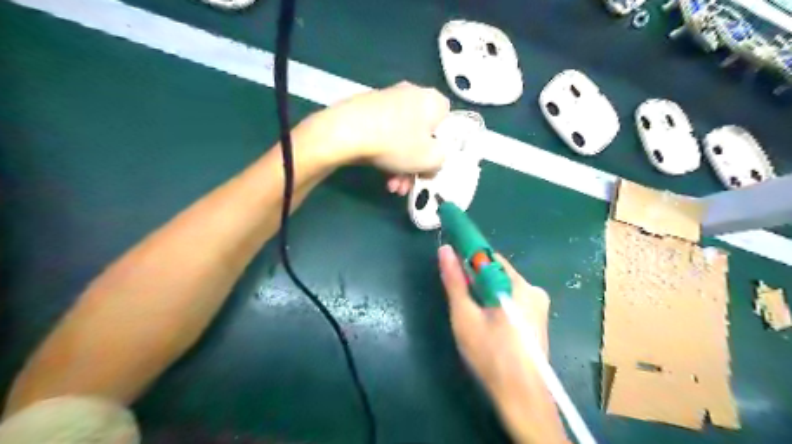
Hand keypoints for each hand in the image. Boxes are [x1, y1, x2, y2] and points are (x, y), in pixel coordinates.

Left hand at [304, 82, 451, 175]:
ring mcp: (388, 100)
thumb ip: (441, 161)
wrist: (348, 131)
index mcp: (433, 100)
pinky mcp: (368, 108)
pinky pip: (385, 134)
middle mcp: (413, 94)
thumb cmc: (397, 143)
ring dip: (400, 166)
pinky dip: (386, 154)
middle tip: (407, 185)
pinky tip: (381, 175)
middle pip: (422, 136)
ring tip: (392, 187)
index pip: (447, 125)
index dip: (441, 149)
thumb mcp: (432, 159)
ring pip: (402, 139)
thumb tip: (432, 161)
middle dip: (415, 166)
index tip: (430, 166)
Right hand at [440, 247, 568, 443]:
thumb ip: (455, 282)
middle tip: (462, 300)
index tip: (453, 263)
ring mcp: (539, 306)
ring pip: (504, 288)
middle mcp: (534, 291)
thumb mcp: (465, 316)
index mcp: (519, 286)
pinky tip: (489, 325)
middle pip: (497, 273)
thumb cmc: (490, 355)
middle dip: (477, 281)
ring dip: (486, 294)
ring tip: (474, 316)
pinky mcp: (538, 320)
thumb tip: (445, 250)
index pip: (489, 258)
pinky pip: (513, 301)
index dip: (469, 258)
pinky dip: (497, 304)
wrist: (521, 398)